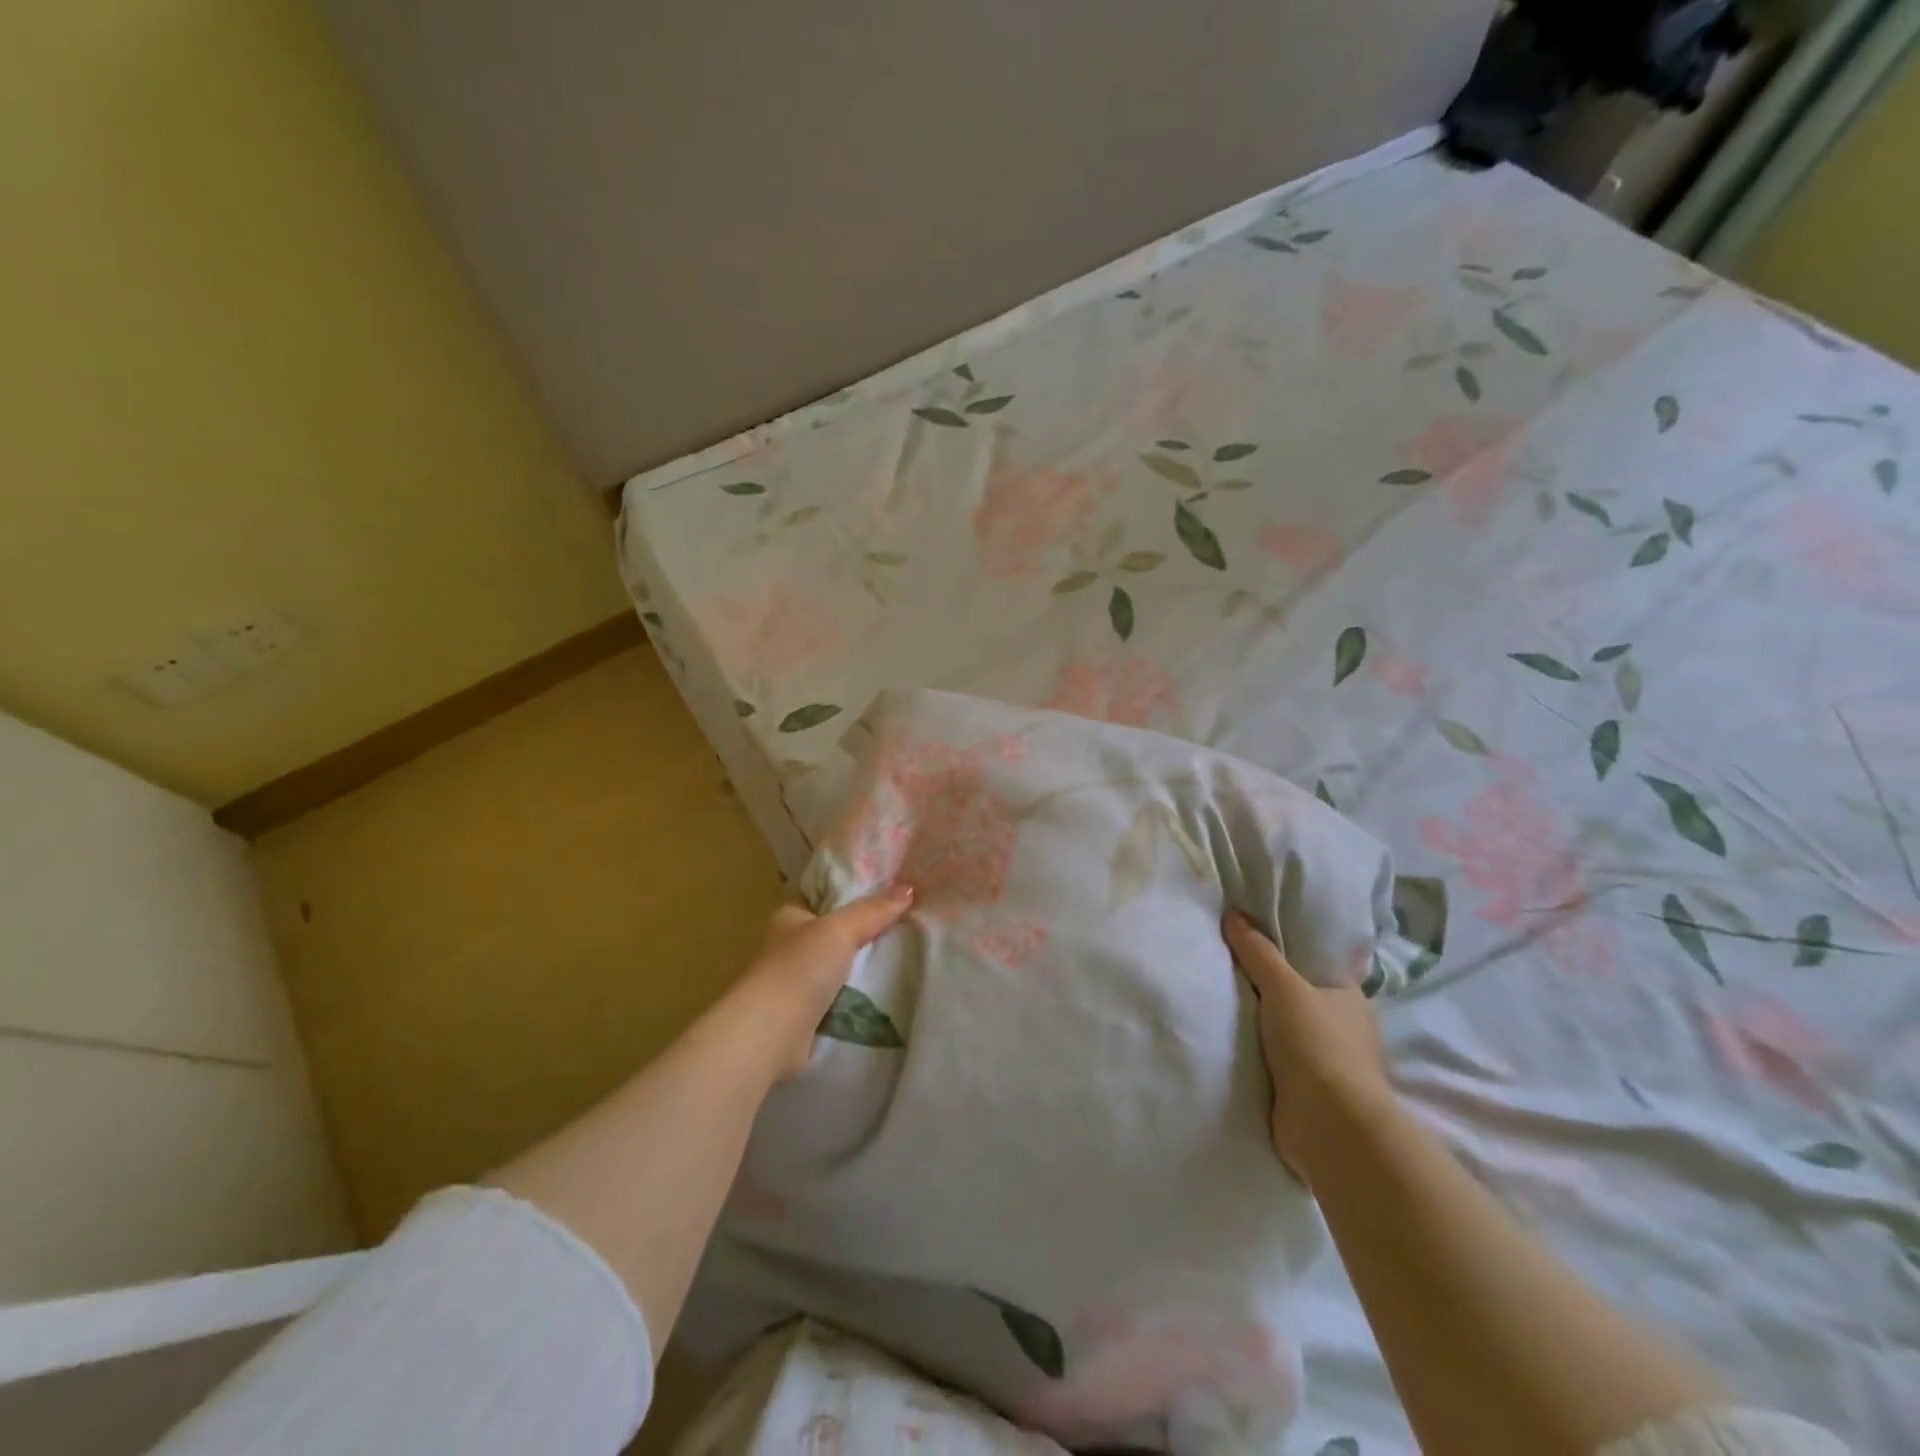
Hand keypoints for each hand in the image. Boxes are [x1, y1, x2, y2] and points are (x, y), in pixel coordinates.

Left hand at [740, 884, 914, 1074]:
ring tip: (909, 955)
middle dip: (868, 931)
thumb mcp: (840, 929)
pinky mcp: (807, 1014)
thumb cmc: (799, 969)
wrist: (771, 1034)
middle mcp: (791, 946)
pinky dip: (860, 996)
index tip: (893, 890)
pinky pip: (842, 996)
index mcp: (791, 916)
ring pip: (842, 965)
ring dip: (866, 966)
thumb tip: (909, 888)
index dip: (856, 890)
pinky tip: (890, 990)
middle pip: (837, 931)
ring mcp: (798, 981)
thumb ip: (873, 910)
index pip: (826, 895)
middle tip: (910, 923)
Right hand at [1224, 910, 1393, 1181]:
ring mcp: (1328, 1063)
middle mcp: (1344, 1029)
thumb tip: (1234, 914)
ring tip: (1220, 999)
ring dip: (1262, 1024)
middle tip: (1227, 965)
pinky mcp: (1309, 1093)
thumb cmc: (1317, 1045)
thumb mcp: (1283, 987)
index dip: (1290, 950)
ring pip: (1287, 1031)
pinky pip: (1277, 1061)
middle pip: (1300, 997)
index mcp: (1350, 999)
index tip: (1255, 937)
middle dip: (1270, 988)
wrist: (1329, 1127)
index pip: (1318, 964)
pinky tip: (1229, 1039)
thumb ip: (1257, 952)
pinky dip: (1258, 1054)